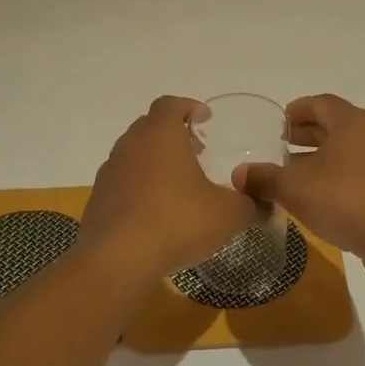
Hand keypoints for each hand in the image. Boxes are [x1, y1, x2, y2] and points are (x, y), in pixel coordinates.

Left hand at [81, 96, 263, 279]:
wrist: (116, 261)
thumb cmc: (177, 221)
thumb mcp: (229, 214)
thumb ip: (251, 204)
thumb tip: (266, 204)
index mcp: (160, 134)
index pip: (170, 104)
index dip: (189, 107)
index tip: (205, 121)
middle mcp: (130, 145)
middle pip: (150, 127)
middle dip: (173, 134)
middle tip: (197, 152)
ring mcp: (109, 173)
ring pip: (134, 155)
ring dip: (155, 163)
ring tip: (180, 185)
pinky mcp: (98, 201)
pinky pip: (123, 184)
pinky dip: (140, 189)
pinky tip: (158, 214)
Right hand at [234, 95, 364, 282]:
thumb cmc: (346, 200)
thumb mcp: (296, 189)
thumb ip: (265, 178)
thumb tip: (238, 174)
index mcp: (353, 121)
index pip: (321, 103)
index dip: (298, 110)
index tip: (280, 123)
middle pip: (336, 125)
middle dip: (307, 136)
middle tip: (281, 147)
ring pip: (349, 150)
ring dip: (322, 159)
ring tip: (295, 176)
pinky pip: (361, 171)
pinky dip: (339, 176)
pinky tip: (320, 198)